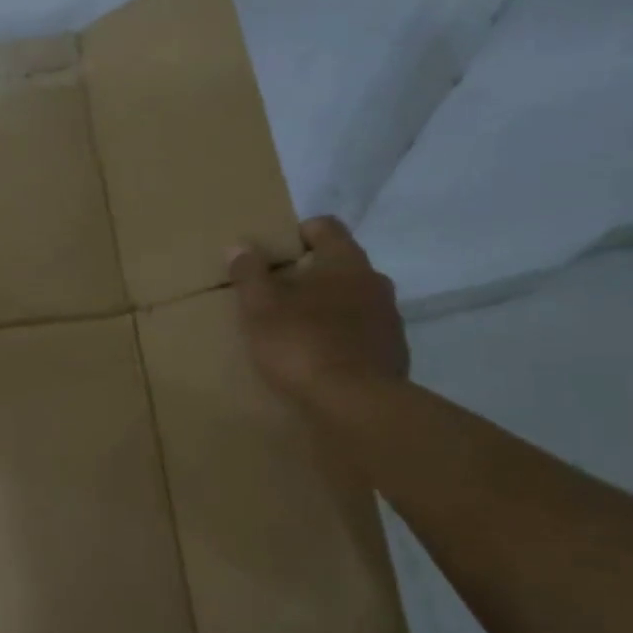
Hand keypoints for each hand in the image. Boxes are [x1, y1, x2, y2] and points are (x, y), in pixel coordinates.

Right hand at [228, 217, 408, 405]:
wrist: (356, 406)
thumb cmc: (303, 344)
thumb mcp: (261, 308)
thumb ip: (249, 273)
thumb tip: (239, 246)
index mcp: (345, 261)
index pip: (325, 226)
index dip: (297, 234)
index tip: (273, 255)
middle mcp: (375, 281)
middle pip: (339, 265)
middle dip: (309, 276)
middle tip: (277, 297)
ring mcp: (389, 318)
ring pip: (352, 300)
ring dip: (327, 309)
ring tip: (297, 332)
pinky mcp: (393, 353)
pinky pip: (362, 334)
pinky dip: (341, 339)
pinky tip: (320, 361)